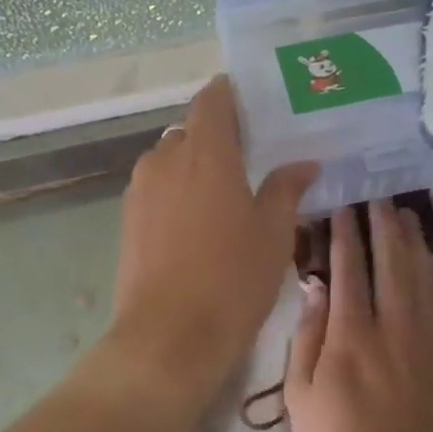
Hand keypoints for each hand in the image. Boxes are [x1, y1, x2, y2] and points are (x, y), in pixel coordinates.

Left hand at [105, 75, 317, 400]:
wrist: (169, 336)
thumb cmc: (232, 279)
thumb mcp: (273, 234)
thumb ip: (286, 189)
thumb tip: (303, 164)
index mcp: (205, 152)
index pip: (213, 98)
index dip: (232, 94)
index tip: (257, 105)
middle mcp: (165, 158)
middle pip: (192, 129)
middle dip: (219, 136)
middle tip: (253, 158)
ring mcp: (141, 189)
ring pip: (171, 159)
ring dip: (197, 166)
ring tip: (227, 193)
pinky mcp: (128, 218)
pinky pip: (157, 187)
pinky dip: (178, 191)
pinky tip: (199, 222)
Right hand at [285, 200, 432, 431]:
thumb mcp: (300, 396)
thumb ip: (307, 335)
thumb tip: (314, 286)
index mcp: (351, 336)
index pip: (349, 268)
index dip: (346, 233)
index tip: (344, 207)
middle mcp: (394, 328)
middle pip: (392, 262)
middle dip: (384, 225)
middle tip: (379, 198)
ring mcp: (428, 343)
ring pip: (423, 278)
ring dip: (413, 243)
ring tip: (405, 217)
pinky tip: (429, 264)